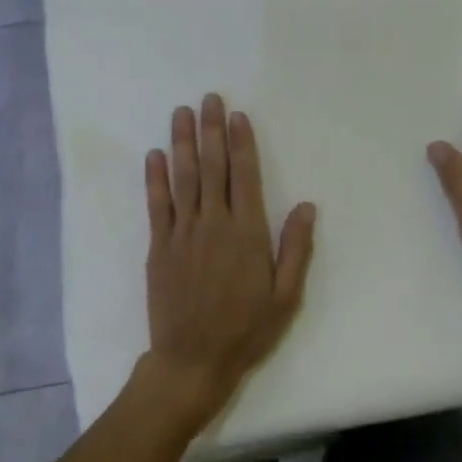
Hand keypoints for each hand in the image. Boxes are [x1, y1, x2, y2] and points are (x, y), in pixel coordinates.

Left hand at [143, 94, 316, 425]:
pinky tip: (154, 155)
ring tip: (181, 112)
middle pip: (212, 167)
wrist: (192, 362)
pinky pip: (157, 205)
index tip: (237, 115)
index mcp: (247, 233)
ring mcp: (182, 234)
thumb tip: (306, 205)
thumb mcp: (285, 296)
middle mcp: (213, 224)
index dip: (241, 142)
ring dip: (182, 143)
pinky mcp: (158, 247)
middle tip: (208, 98)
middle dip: (211, 130)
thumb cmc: (246, 330)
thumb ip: (295, 249)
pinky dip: (154, 178)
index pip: (244, 175)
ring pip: (183, 178)